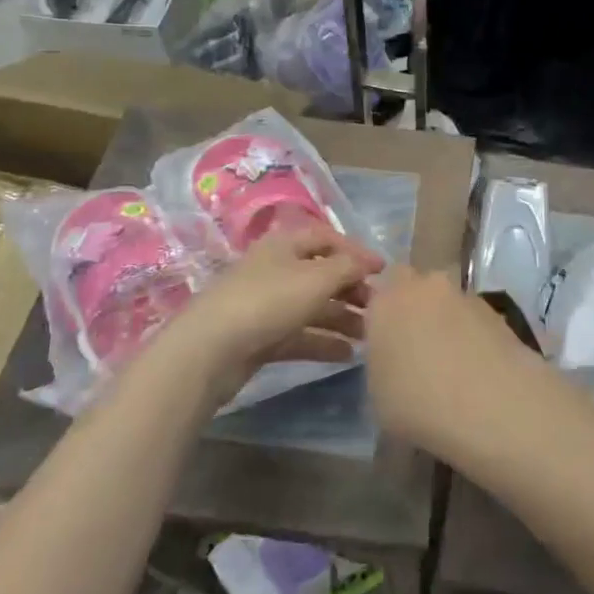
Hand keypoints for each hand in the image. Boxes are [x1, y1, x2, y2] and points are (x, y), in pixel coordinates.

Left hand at [164, 222, 383, 399]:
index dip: (356, 252)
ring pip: (312, 307)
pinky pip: (299, 335)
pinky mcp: (260, 338)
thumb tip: (369, 263)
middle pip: (321, 274)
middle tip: (377, 309)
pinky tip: (346, 355)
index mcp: (285, 244)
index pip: (327, 238)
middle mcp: (276, 269)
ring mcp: (266, 305)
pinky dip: (323, 342)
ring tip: (368, 336)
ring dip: (341, 318)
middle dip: (351, 289)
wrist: (210, 351)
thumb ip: (348, 268)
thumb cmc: (268, 301)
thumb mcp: (316, 278)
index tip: (383, 272)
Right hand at [365, 266, 542, 456]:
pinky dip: (472, 334)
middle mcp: (424, 287)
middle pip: (414, 287)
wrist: (491, 405)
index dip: (381, 315)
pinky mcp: (495, 310)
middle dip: (413, 309)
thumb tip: (392, 363)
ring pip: (446, 300)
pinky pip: (473, 317)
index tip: (384, 343)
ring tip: (450, 365)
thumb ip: (381, 365)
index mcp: (386, 302)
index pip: (376, 292)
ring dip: (445, 321)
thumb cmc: (418, 406)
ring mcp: (463, 295)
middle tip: (415, 349)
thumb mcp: (377, 397)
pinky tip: (476, 368)